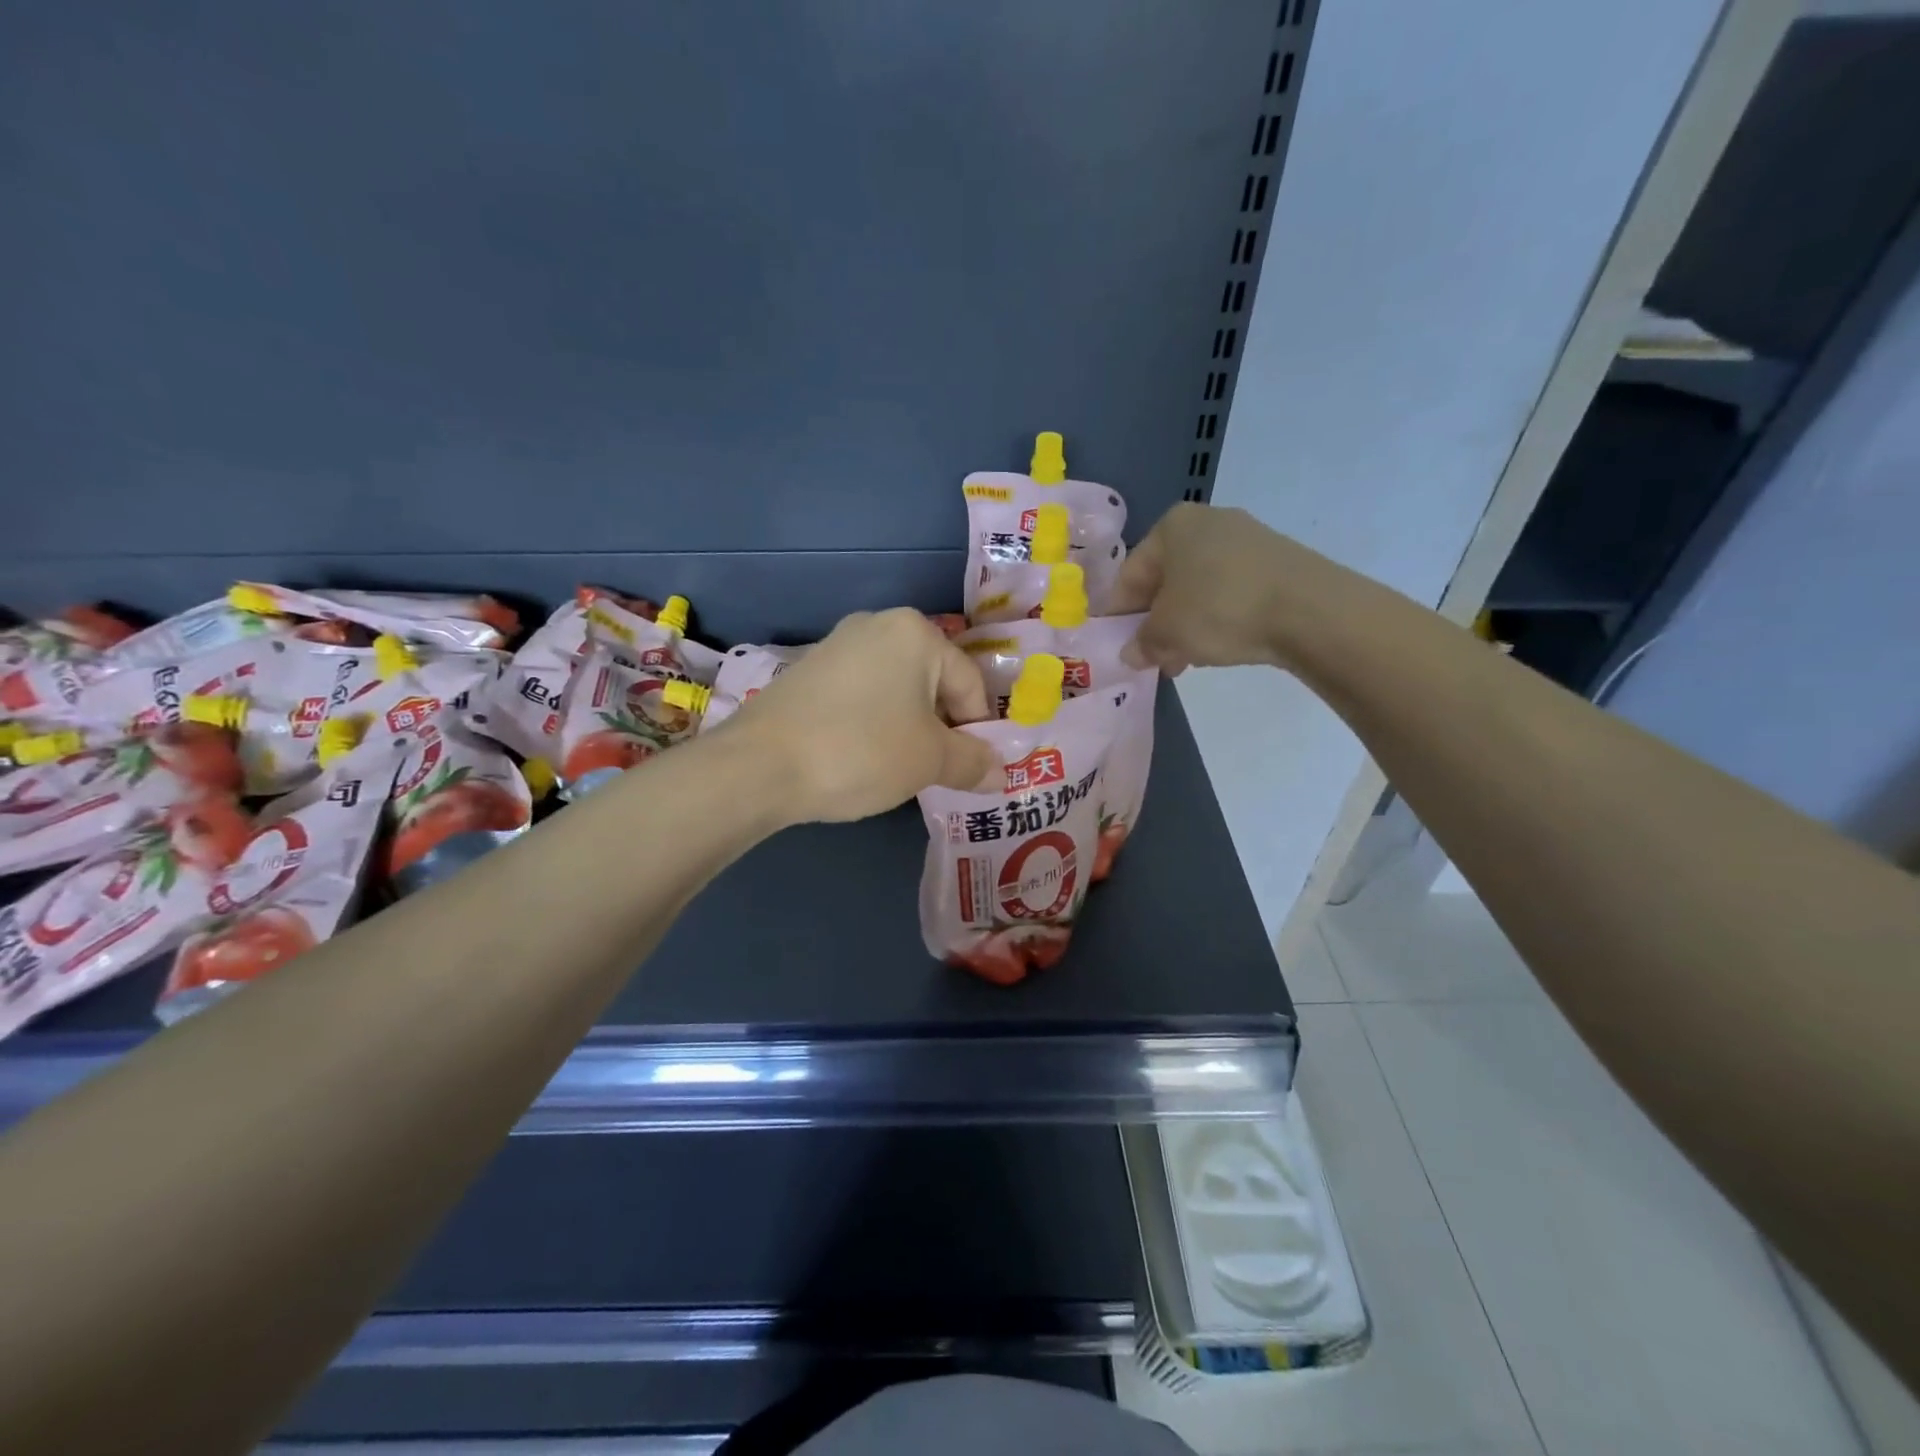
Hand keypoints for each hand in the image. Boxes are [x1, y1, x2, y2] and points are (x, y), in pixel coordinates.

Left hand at [724, 608, 999, 823]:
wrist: (759, 765)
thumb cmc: (862, 751)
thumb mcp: (929, 761)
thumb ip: (973, 762)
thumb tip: (1002, 773)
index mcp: (916, 633)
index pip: (970, 684)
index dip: (978, 732)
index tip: (969, 770)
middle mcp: (878, 625)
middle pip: (933, 683)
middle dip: (941, 728)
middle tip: (933, 771)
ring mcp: (837, 645)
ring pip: (896, 690)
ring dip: (908, 727)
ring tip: (895, 768)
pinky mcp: (807, 670)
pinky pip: (861, 695)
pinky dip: (872, 723)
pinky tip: (858, 755)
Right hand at [1112, 503, 1346, 673]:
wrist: (1309, 610)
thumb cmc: (1219, 609)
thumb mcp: (1166, 633)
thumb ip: (1141, 643)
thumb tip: (1131, 653)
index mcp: (1172, 526)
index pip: (1130, 574)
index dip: (1120, 614)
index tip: (1120, 646)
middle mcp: (1208, 522)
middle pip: (1166, 580)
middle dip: (1157, 622)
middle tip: (1154, 658)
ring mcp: (1246, 539)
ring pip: (1198, 589)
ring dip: (1186, 625)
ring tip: (1186, 661)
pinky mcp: (1276, 561)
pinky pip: (1230, 591)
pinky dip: (1218, 618)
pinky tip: (1220, 646)